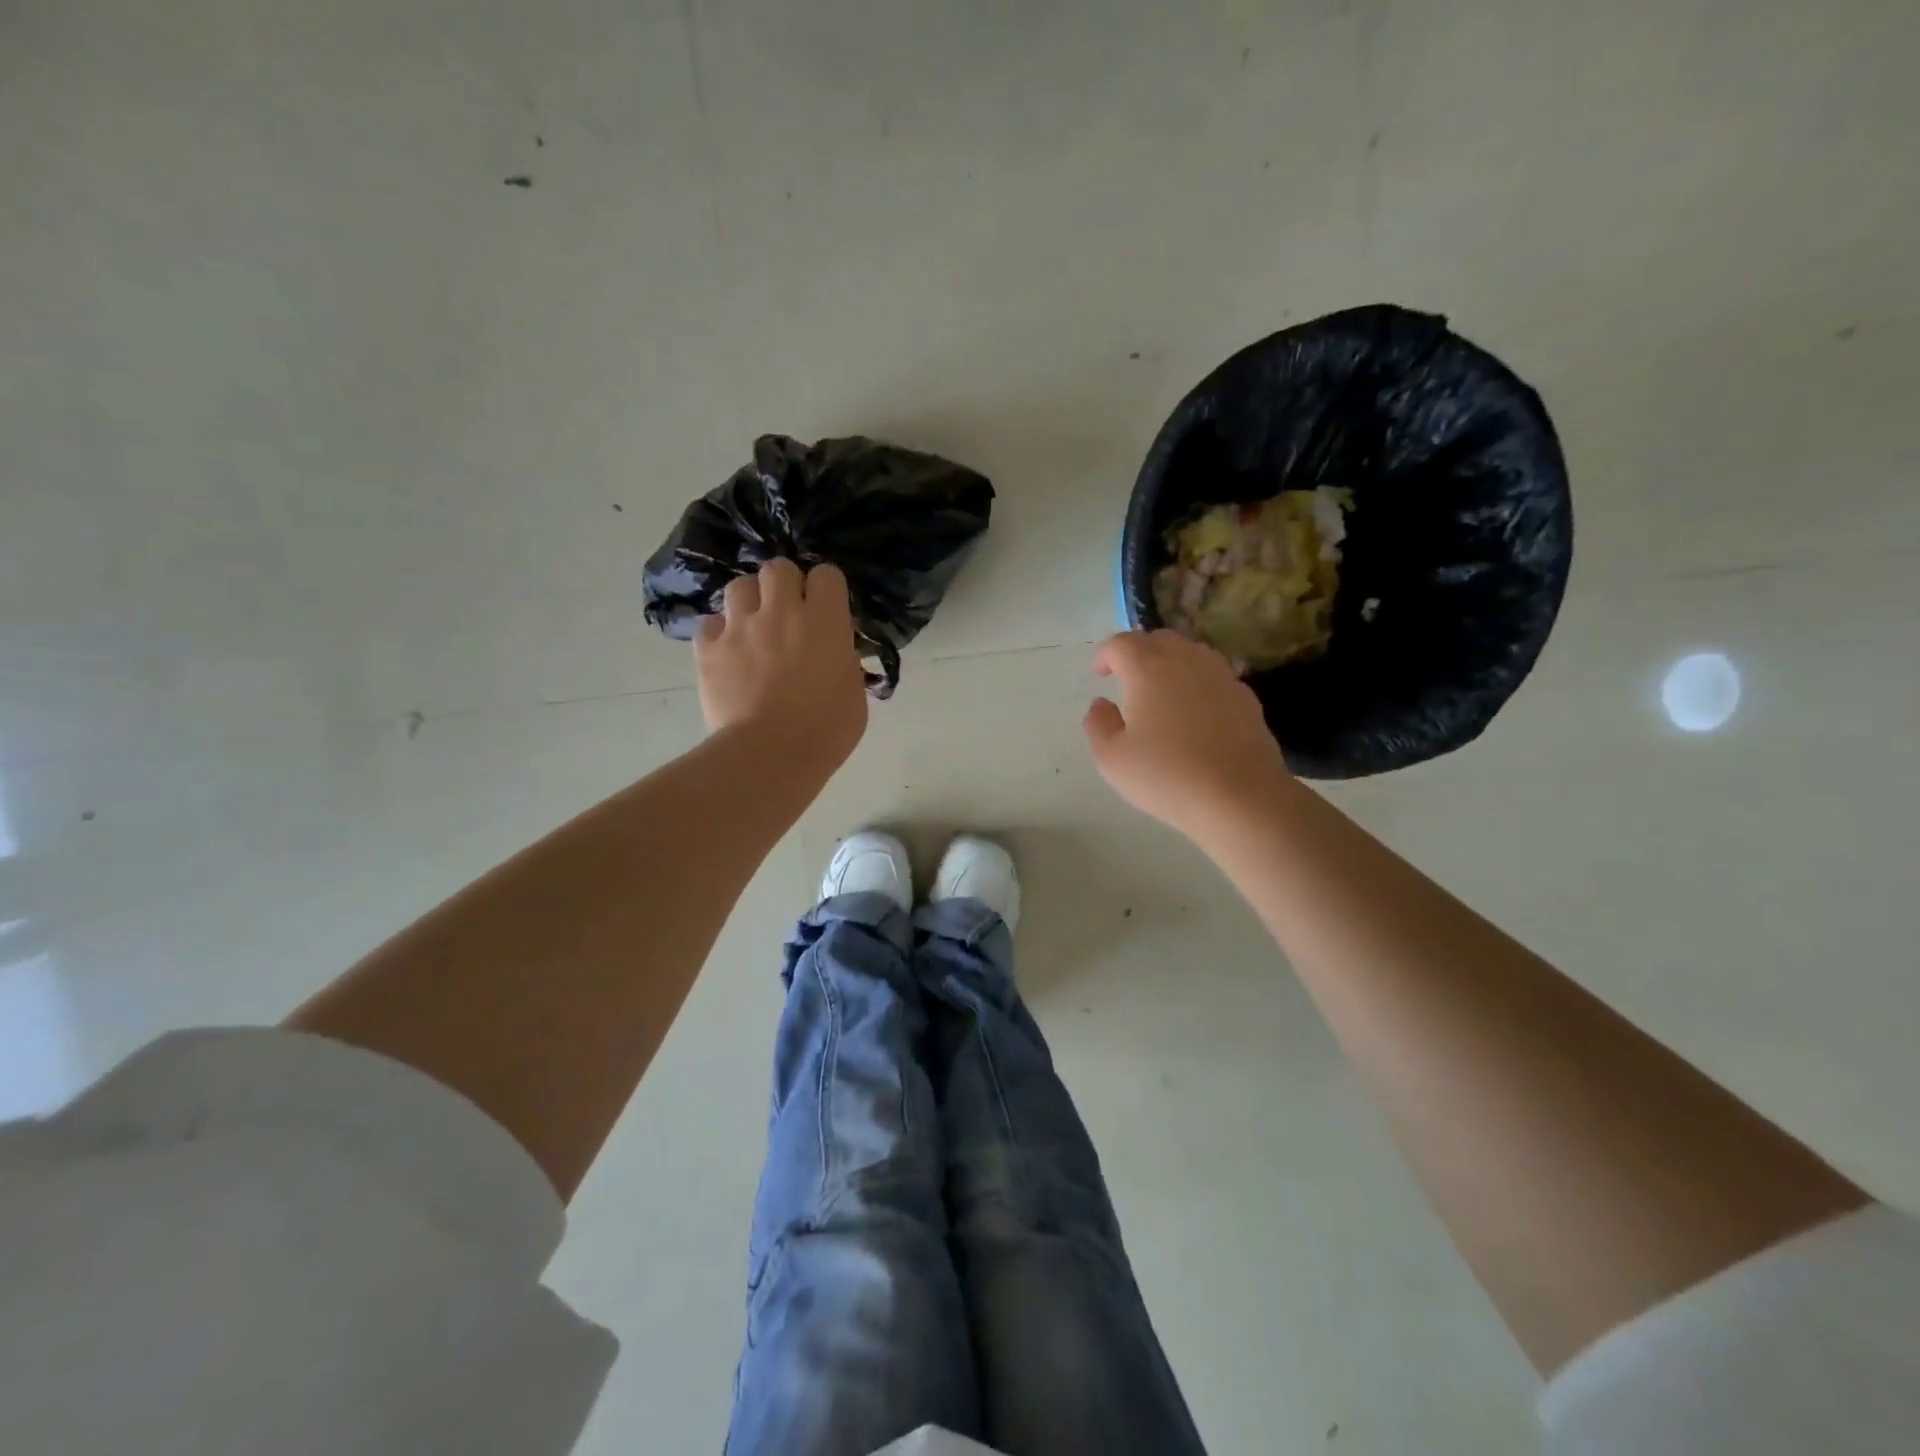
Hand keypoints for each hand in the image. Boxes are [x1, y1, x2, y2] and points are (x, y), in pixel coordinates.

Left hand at [695, 560, 867, 772]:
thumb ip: (845, 662)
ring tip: (753, 626)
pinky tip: (727, 652)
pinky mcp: (709, 649)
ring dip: (748, 601)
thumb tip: (837, 652)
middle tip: (787, 611)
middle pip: (778, 568)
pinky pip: (710, 624)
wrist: (769, 755)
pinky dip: (718, 633)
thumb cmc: (825, 731)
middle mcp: (781, 612)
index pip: (827, 575)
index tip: (826, 608)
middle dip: (783, 584)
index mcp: (825, 621)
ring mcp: (740, 628)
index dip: (826, 589)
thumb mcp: (855, 695)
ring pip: (739, 586)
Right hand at [1082, 630, 1292, 839]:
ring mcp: (1221, 676)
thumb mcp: (1112, 758)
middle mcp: (1186, 661)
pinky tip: (1194, 712)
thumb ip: (1098, 724)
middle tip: (1128, 678)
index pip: (1121, 643)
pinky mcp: (1245, 696)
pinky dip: (1197, 682)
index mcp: (1148, 669)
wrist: (1240, 797)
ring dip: (1170, 662)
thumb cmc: (1167, 776)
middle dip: (1139, 651)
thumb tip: (1101, 704)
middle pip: (1159, 639)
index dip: (1105, 654)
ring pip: (1190, 652)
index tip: (1099, 674)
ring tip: (1161, 690)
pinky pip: (1214, 676)